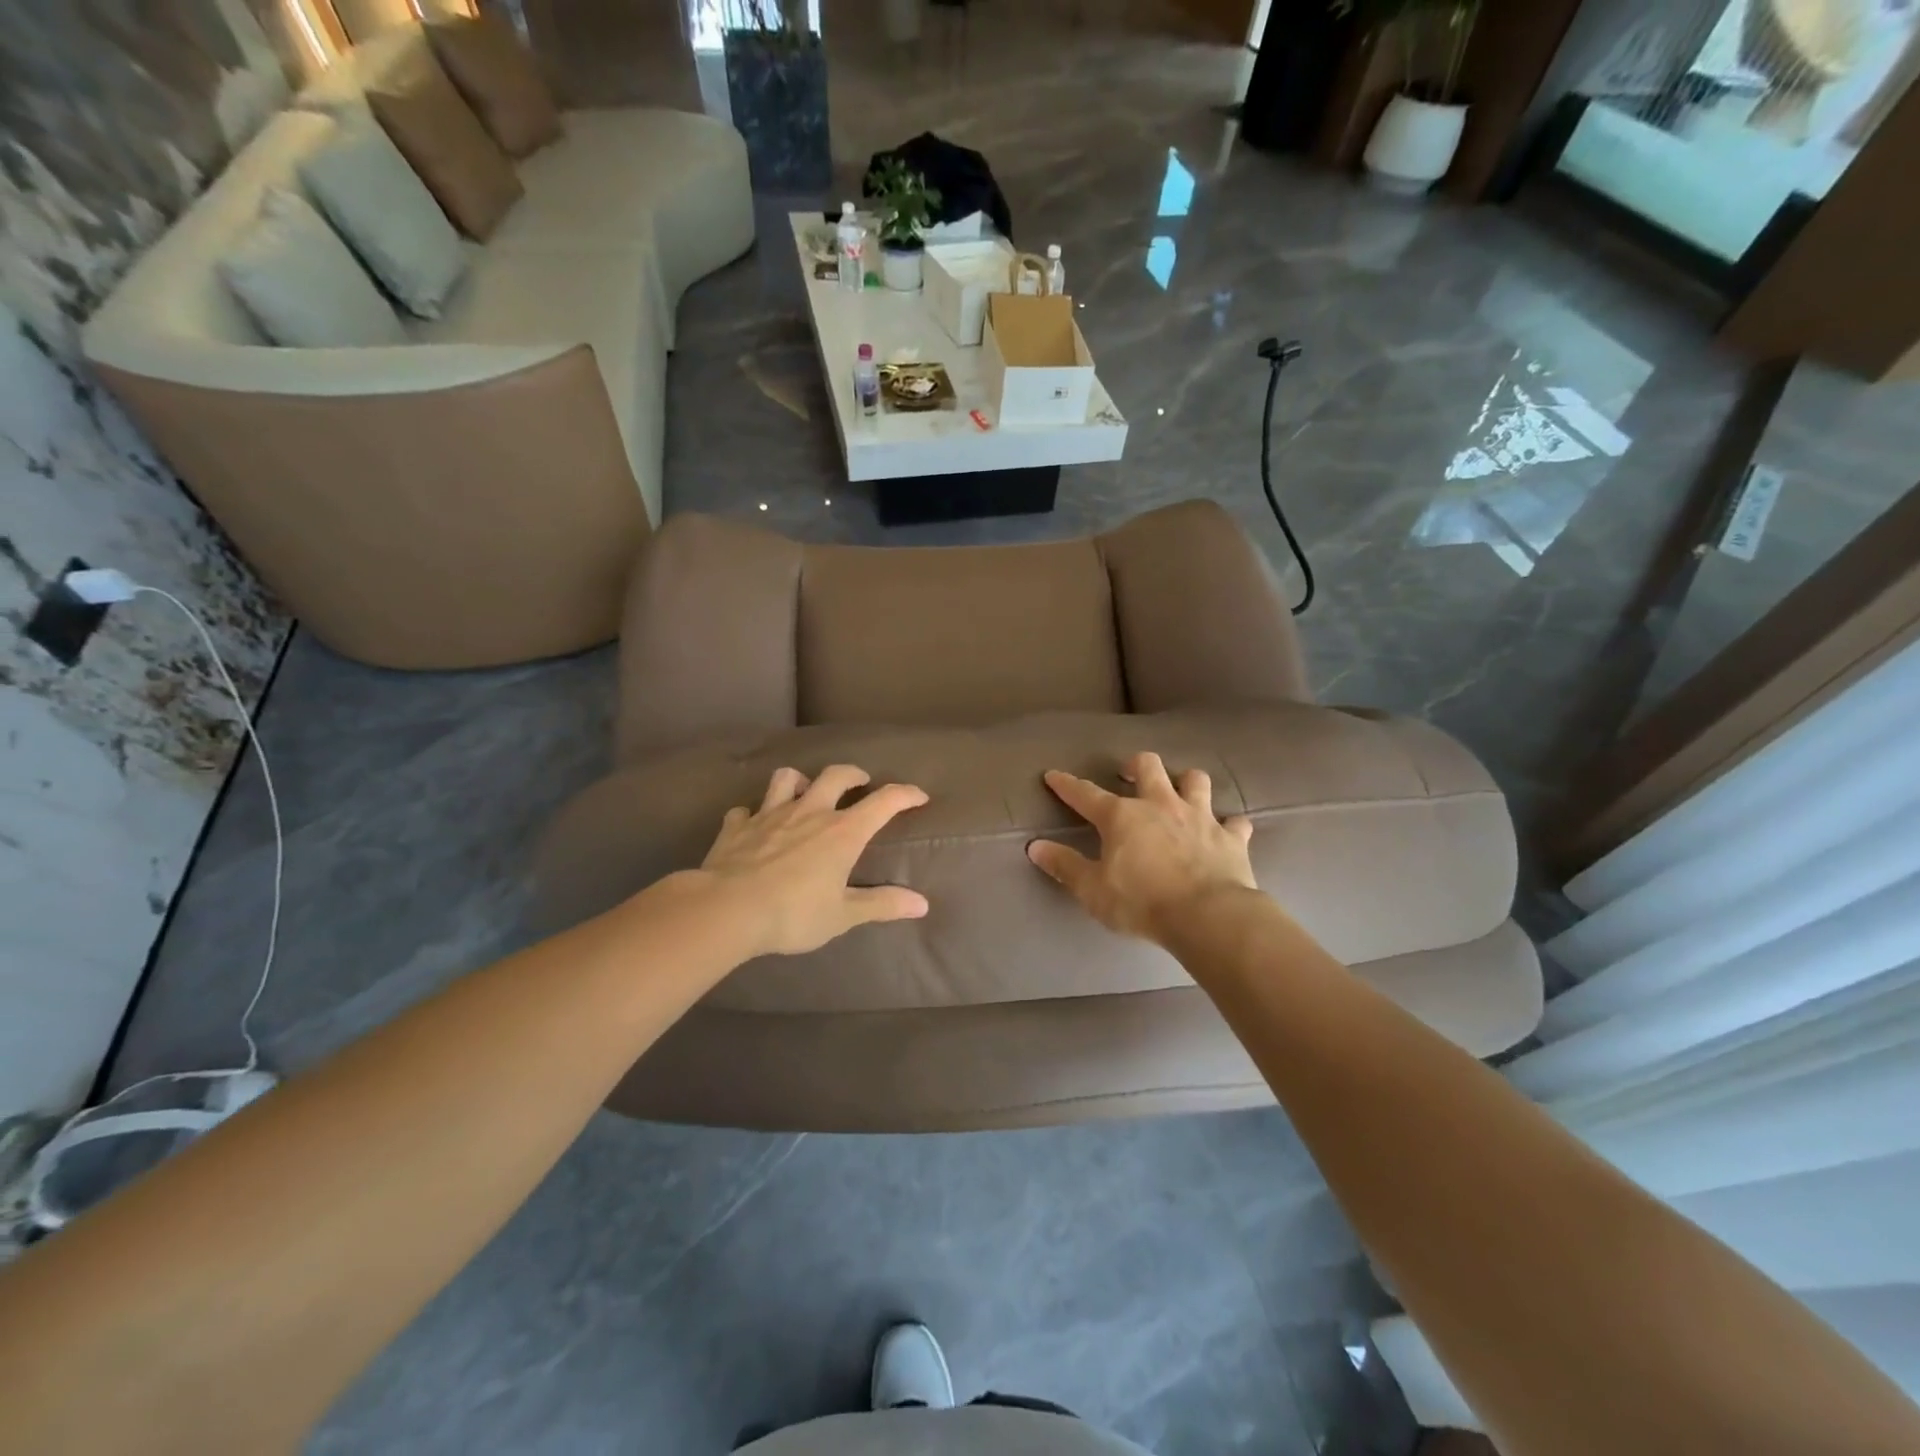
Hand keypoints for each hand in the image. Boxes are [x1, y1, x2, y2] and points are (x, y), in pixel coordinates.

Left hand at [696, 764, 929, 956]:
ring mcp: (770, 814)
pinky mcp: (737, 825)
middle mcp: (810, 812)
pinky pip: (745, 810)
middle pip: (836, 775)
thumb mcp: (842, 915)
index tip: (919, 796)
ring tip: (805, 793)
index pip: (884, 801)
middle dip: (853, 774)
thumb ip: (881, 905)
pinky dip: (753, 814)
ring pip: (786, 778)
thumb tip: (922, 904)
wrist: (727, 909)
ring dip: (800, 781)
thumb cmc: (793, 914)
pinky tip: (754, 826)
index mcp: (842, 832)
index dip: (905, 794)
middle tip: (860, 782)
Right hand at [1027, 752, 1255, 946]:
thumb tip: (1035, 847)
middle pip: (1148, 766)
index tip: (1053, 775)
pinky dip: (1229, 825)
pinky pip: (1235, 822)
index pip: (1086, 794)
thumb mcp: (1093, 890)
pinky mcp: (1231, 837)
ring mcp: (1200, 817)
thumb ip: (1064, 866)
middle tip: (1130, 773)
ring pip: (1196, 780)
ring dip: (1187, 782)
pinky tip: (1226, 831)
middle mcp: (1160, 805)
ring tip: (1180, 791)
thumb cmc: (1142, 902)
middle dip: (1136, 764)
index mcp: (1122, 816)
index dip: (1067, 784)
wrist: (1208, 916)